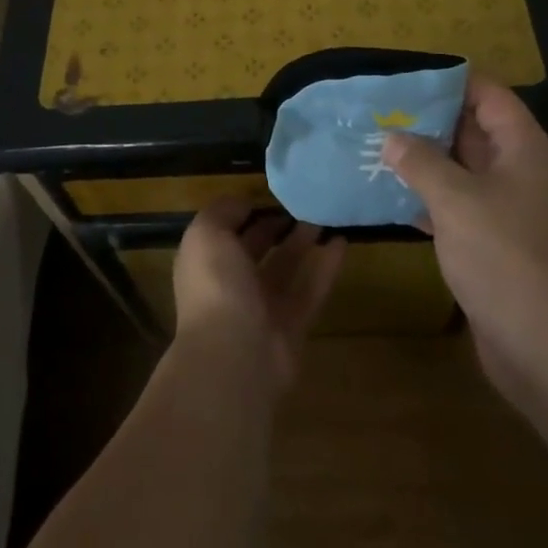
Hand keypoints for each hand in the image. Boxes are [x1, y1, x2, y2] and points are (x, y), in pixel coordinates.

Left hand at [173, 199, 346, 390]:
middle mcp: (231, 284)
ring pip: (286, 268)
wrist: (234, 356)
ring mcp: (262, 308)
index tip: (270, 191)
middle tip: (302, 201)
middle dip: (275, 226)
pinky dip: (325, 266)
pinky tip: (341, 242)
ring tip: (325, 215)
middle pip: (256, 250)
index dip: (244, 211)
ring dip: (303, 242)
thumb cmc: (215, 286)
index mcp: (206, 262)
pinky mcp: (293, 326)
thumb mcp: (207, 233)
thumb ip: (223, 211)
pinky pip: (310, 289)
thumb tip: (244, 203)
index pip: (224, 231)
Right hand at [384, 79, 547, 407]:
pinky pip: (461, 210)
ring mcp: (513, 214)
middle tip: (379, 112)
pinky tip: (391, 199)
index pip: (490, 96)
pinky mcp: (500, 249)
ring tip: (377, 148)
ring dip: (425, 162)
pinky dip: (430, 201)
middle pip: (475, 132)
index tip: (406, 78)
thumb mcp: (457, 201)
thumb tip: (393, 137)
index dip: (451, 81)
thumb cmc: (508, 259)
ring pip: (464, 173)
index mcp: (525, 151)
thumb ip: (421, 162)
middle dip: (429, 121)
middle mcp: (523, 175)